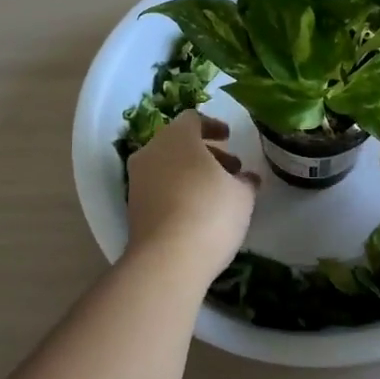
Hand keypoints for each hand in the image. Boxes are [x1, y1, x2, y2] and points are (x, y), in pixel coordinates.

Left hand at [125, 110, 258, 278]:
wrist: (167, 260)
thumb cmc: (210, 213)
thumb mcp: (242, 195)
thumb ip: (245, 181)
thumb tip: (247, 179)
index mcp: (177, 136)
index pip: (193, 119)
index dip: (213, 126)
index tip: (229, 137)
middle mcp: (152, 151)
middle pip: (179, 142)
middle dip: (206, 152)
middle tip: (231, 168)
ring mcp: (138, 179)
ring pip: (167, 165)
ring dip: (192, 172)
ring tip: (218, 192)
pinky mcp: (132, 207)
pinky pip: (159, 187)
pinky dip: (177, 190)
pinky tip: (198, 211)